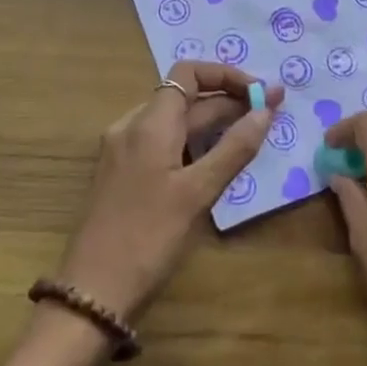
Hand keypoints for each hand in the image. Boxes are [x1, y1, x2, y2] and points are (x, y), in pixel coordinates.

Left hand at [0, 62, 280, 365]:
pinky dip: (193, 143)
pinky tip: (216, 161)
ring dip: (214, 123)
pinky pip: (163, 144)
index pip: (189, 74)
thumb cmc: (148, 238)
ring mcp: (123, 151)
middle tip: (274, 113)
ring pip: (175, 123)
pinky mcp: (122, 175)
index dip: (228, 76)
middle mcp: (132, 127)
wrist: (92, 291)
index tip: (264, 93)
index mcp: (149, 123)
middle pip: (185, 98)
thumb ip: (234, 148)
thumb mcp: (198, 193)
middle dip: (229, 101)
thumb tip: (265, 110)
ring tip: (252, 134)